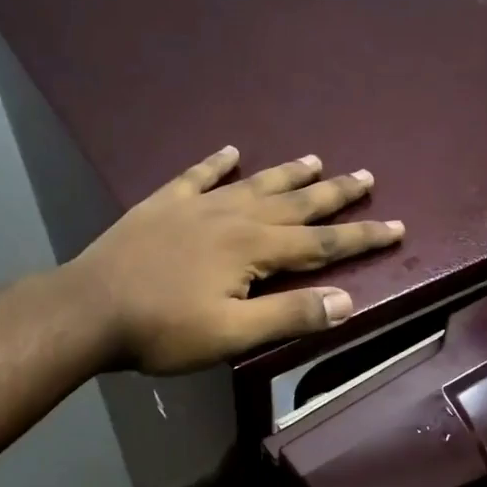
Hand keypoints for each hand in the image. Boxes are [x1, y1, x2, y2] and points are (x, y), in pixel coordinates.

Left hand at [64, 146, 403, 374]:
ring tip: (316, 159)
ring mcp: (196, 206)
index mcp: (254, 248)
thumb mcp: (233, 335)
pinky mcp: (163, 205)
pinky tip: (230, 151)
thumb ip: (290, 316)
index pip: (322, 243)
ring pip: (254, 183)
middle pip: (295, 202)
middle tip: (367, 175)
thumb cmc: (164, 329)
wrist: (89, 309)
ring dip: (287, 172)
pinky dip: (216, 163)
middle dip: (335, 193)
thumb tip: (346, 301)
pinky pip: (197, 176)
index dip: (362, 236)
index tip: (397, 226)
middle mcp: (233, 216)